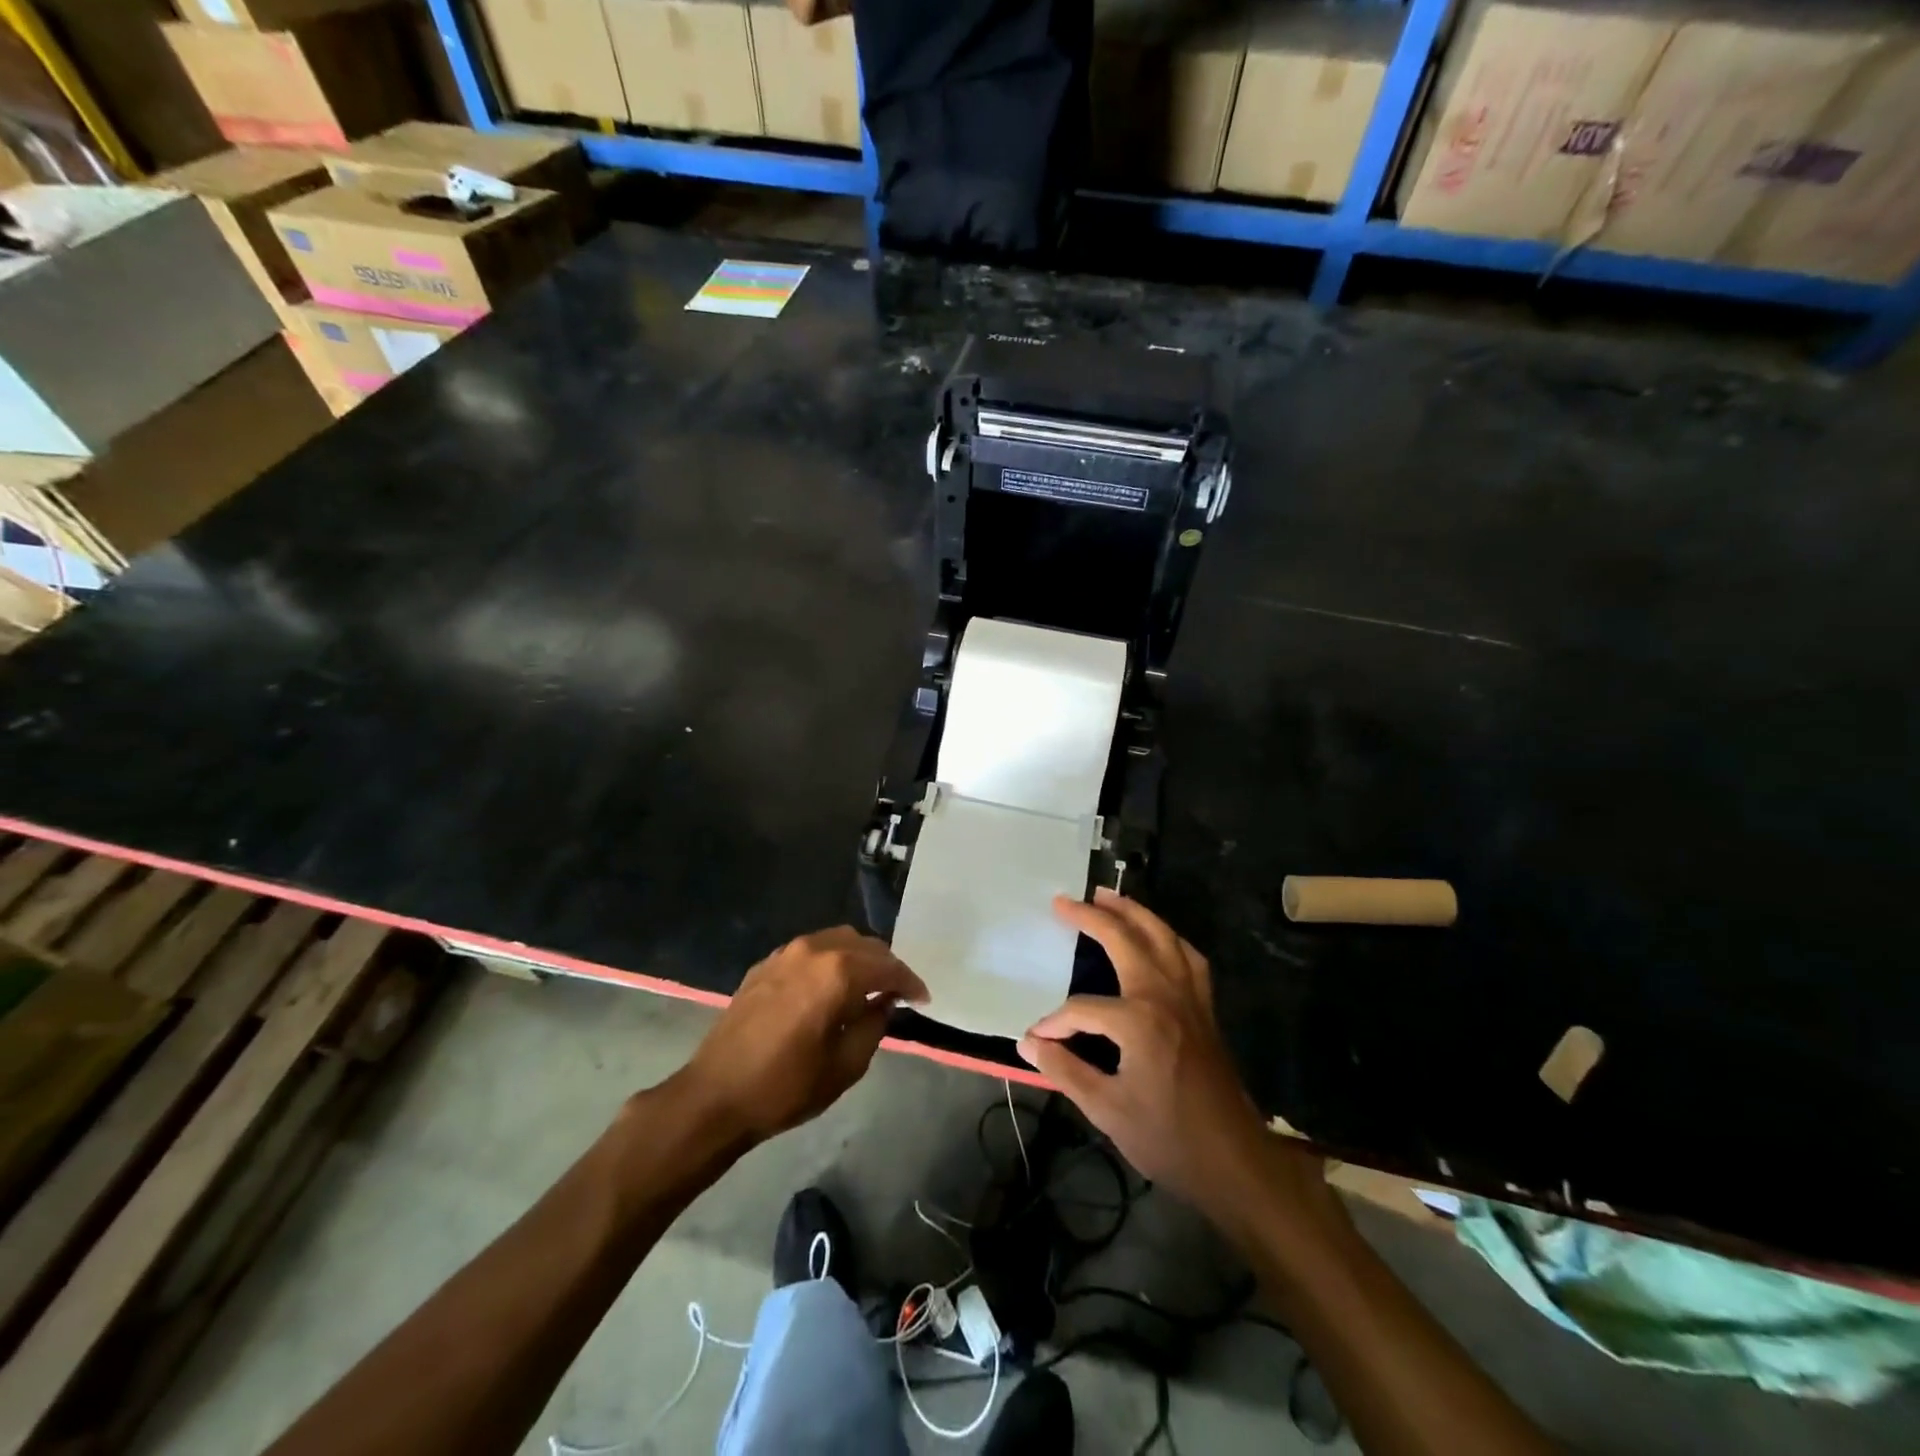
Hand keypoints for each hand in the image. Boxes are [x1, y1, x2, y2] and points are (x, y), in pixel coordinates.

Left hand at [682, 927, 927, 1141]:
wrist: (715, 1095)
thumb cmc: (786, 1086)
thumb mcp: (846, 1065)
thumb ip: (874, 1025)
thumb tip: (885, 1002)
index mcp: (838, 972)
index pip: (888, 967)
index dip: (910, 983)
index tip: (922, 999)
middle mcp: (814, 950)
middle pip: (865, 945)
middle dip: (886, 966)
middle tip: (897, 993)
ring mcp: (786, 953)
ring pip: (837, 940)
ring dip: (858, 958)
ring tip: (867, 988)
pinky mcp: (765, 964)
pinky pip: (810, 950)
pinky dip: (830, 961)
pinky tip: (830, 987)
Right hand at [1020, 891, 1274, 1214]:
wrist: (1236, 1163)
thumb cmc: (1168, 1139)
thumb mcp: (1107, 1110)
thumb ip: (1064, 1070)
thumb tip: (1028, 1042)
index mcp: (1139, 1021)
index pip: (1082, 1009)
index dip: (1055, 1023)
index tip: (1037, 1040)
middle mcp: (1165, 996)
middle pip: (1126, 941)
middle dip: (1093, 917)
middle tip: (1064, 901)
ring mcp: (1190, 998)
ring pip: (1163, 937)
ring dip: (1134, 913)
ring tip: (1109, 897)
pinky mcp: (1205, 1008)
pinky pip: (1187, 957)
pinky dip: (1168, 938)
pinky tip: (1157, 937)